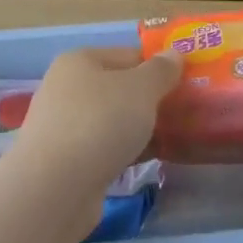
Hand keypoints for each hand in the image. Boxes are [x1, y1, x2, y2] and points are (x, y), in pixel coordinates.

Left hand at [13, 47, 181, 190]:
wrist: (54, 188)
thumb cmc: (100, 123)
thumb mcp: (140, 89)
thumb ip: (160, 71)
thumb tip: (173, 54)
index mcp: (79, 60)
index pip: (128, 55)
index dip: (158, 67)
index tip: (187, 86)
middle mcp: (66, 87)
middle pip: (118, 88)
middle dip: (150, 101)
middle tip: (184, 115)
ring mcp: (62, 125)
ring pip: (111, 120)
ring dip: (137, 129)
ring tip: (172, 141)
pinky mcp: (63, 160)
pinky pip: (102, 148)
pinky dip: (123, 152)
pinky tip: (144, 162)